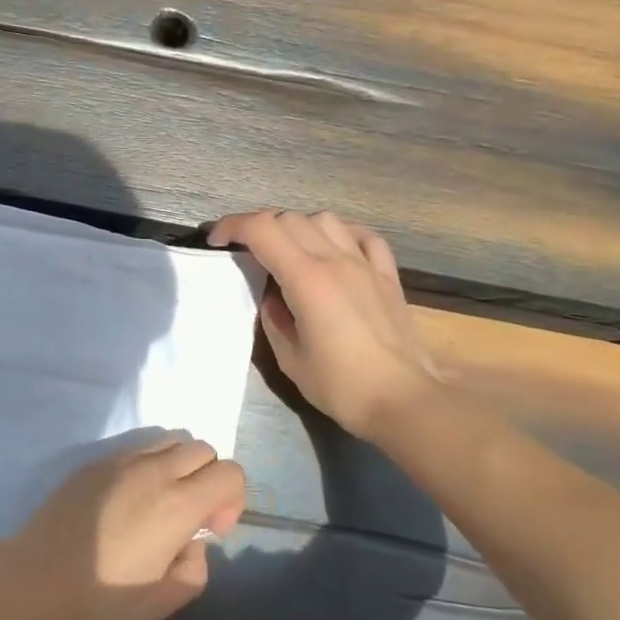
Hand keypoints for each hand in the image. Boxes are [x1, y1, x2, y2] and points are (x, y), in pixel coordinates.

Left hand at [5, 435, 246, 619]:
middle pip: (203, 449)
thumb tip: (191, 542)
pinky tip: (127, 501)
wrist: (39, 578)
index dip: (232, 500)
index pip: (229, 473)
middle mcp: (154, 471)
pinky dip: (148, 465)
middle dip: (209, 478)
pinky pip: (137, 448)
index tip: (210, 530)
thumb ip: (196, 568)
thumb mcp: (165, 601)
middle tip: (190, 516)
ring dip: (179, 465)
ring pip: (170, 440)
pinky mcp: (95, 461)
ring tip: (160, 502)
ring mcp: (121, 460)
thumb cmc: (104, 596)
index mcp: (178, 504)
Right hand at [209, 209, 439, 437]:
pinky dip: (340, 233)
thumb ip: (273, 316)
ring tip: (287, 250)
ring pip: (325, 220)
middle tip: (244, 250)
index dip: (232, 227)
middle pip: (289, 219)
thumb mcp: (289, 357)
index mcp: (306, 278)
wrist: (404, 400)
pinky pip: (362, 236)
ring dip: (297, 227)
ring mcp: (366, 264)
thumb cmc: (341, 385)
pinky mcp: (388, 276)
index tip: (215, 241)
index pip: (262, 230)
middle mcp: (336, 260)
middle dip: (259, 227)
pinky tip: (332, 248)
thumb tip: (273, 295)